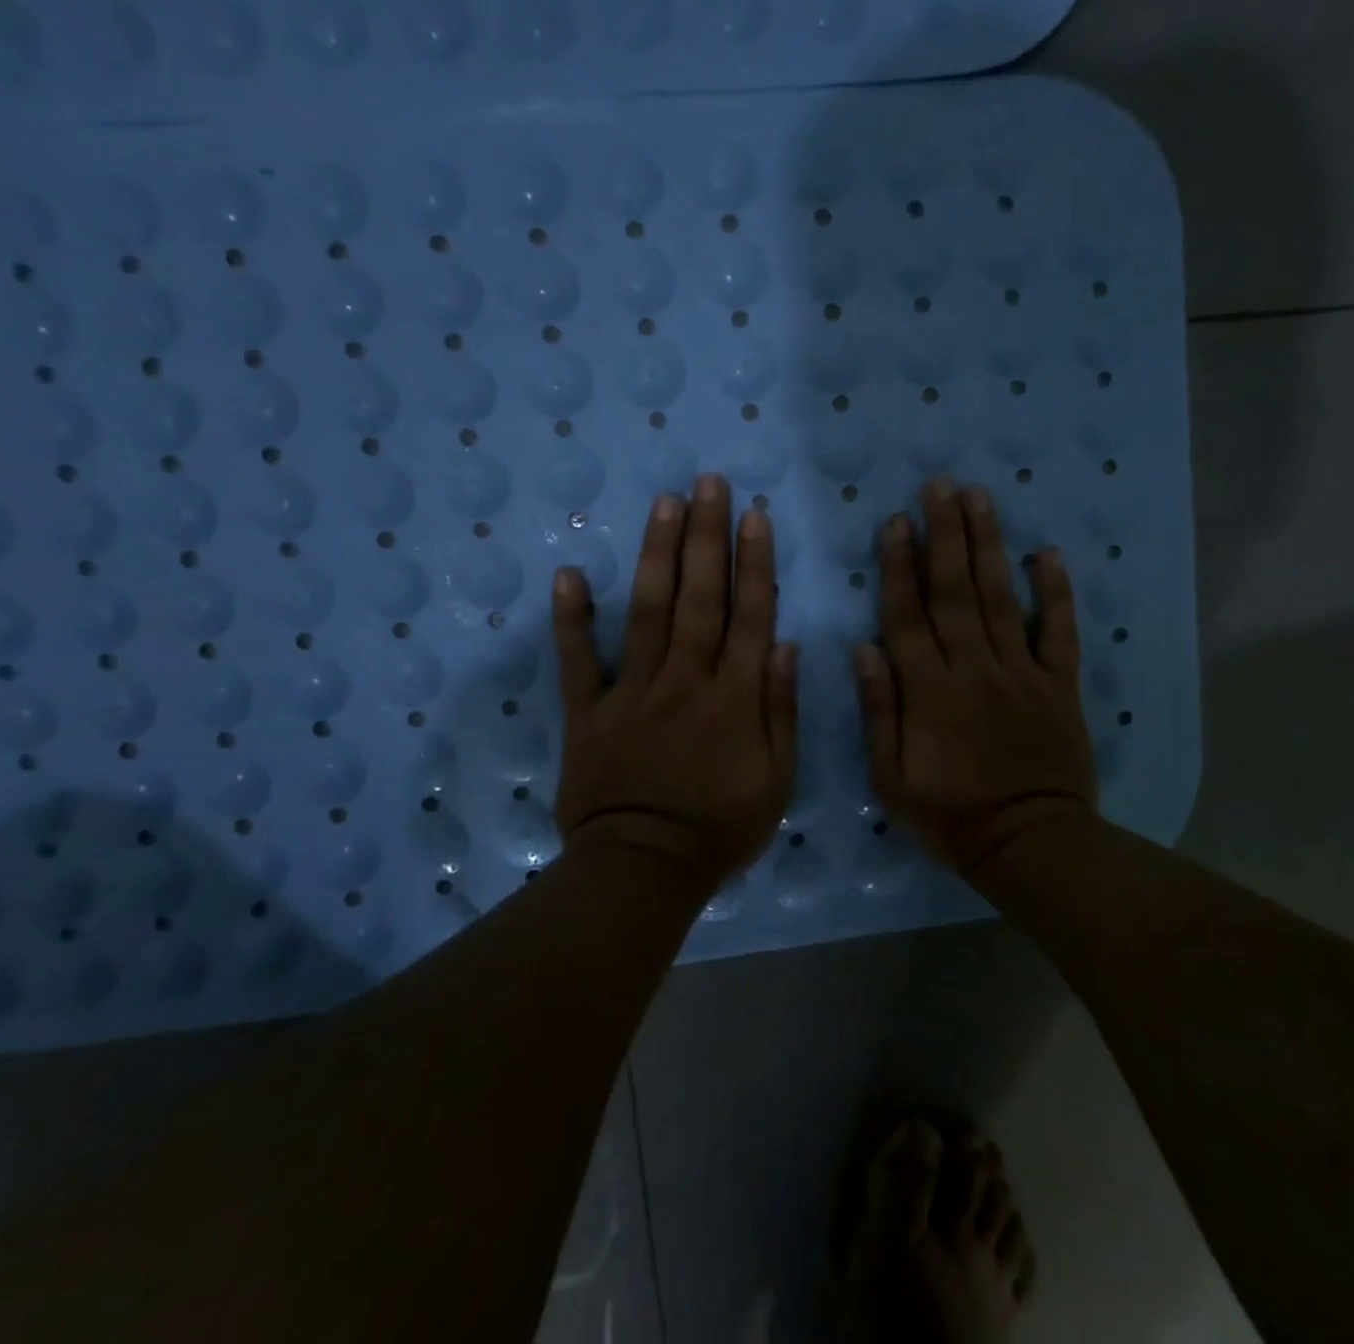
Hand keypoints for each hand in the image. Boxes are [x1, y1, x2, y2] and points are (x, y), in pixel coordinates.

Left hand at [551, 473, 797, 893]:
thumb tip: (783, 644)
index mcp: (733, 698)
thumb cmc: (720, 830)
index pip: (749, 616)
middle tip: (708, 483)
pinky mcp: (588, 712)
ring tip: (664, 503)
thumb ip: (780, 710)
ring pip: (648, 614)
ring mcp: (632, 692)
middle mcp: (685, 681)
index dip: (753, 563)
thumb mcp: (777, 780)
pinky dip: (572, 619)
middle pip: (700, 599)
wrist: (644, 870)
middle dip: (706, 537)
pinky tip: (569, 574)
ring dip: (657, 556)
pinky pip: (578, 661)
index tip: (754, 515)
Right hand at [856, 479, 1098, 878]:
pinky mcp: (1059, 684)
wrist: (1030, 844)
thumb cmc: (950, 815)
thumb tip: (865, 648)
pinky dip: (1057, 592)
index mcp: (929, 690)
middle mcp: (973, 668)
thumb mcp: (892, 777)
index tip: (895, 522)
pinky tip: (1049, 554)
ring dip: (988, 545)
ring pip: (1000, 597)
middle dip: (944, 535)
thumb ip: (879, 710)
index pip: (907, 615)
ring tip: (979, 497)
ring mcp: (1021, 672)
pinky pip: (1060, 631)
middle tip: (939, 486)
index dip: (899, 566)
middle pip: (954, 591)